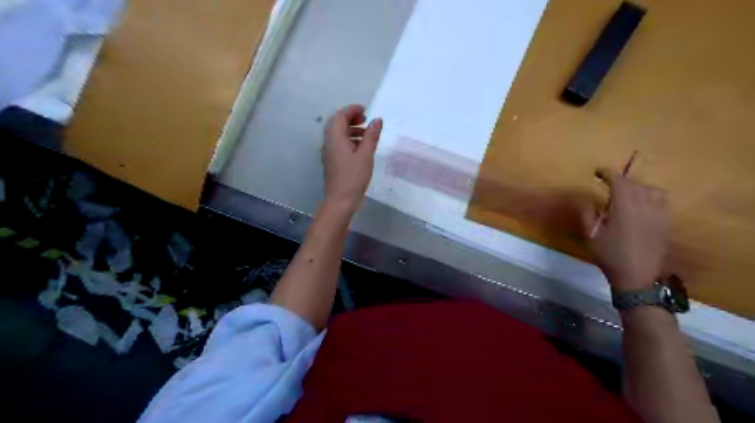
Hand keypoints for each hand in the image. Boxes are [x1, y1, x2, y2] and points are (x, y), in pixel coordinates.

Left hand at [323, 104, 383, 212]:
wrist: (340, 200)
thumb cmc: (354, 177)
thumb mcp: (366, 155)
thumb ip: (371, 136)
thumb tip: (377, 120)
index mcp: (335, 138)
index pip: (340, 115)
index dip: (352, 110)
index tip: (366, 110)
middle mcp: (328, 142)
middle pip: (337, 123)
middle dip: (351, 119)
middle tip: (366, 121)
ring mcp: (329, 153)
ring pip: (338, 135)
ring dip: (351, 130)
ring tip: (367, 135)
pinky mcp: (332, 162)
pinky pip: (339, 145)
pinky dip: (349, 141)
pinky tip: (361, 149)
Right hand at [587, 169, 668, 289]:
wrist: (636, 276)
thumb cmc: (610, 255)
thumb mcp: (591, 235)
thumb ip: (587, 214)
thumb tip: (586, 199)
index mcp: (625, 208)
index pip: (619, 182)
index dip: (608, 174)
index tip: (597, 172)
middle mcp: (645, 206)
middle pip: (634, 184)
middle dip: (620, 181)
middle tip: (607, 185)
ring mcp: (659, 214)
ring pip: (650, 190)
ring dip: (636, 187)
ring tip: (626, 193)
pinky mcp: (665, 222)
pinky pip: (661, 200)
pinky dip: (650, 195)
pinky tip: (642, 204)